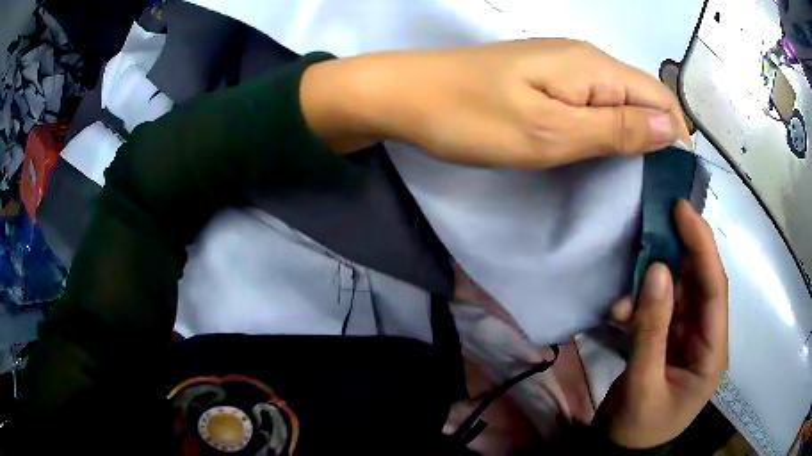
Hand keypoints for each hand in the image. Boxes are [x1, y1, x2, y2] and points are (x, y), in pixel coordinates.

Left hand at [301, 39, 691, 167]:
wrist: (410, 96)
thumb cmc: (474, 117)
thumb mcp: (552, 132)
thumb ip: (616, 129)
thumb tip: (671, 127)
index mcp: (594, 68)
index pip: (660, 97)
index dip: (678, 137)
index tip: (677, 182)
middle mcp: (585, 60)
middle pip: (642, 97)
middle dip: (659, 139)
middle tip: (657, 189)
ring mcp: (563, 66)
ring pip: (618, 101)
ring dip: (634, 136)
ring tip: (636, 178)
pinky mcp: (545, 78)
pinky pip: (592, 102)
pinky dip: (607, 128)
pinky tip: (603, 152)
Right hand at [597, 201, 727, 447]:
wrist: (620, 453)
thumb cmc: (637, 429)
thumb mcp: (643, 384)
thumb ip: (651, 330)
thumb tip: (657, 270)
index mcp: (713, 353)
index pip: (714, 290)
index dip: (701, 247)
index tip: (682, 211)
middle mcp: (706, 339)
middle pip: (700, 285)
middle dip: (682, 252)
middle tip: (660, 219)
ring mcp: (687, 340)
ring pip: (678, 294)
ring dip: (654, 283)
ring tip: (631, 284)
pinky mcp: (668, 341)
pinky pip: (659, 310)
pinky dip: (641, 305)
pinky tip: (621, 312)